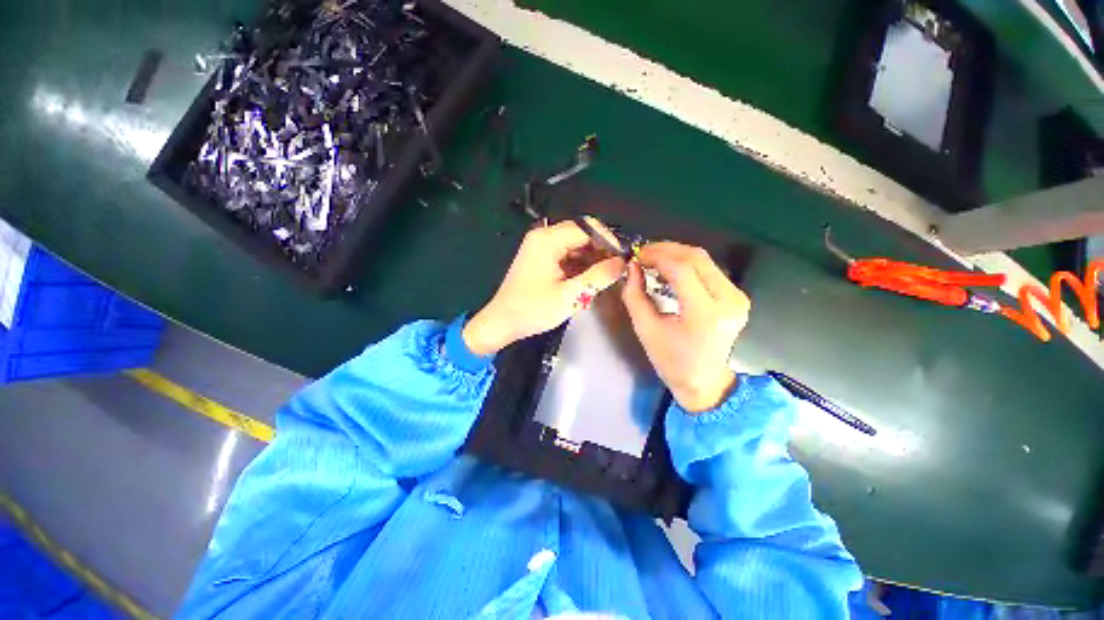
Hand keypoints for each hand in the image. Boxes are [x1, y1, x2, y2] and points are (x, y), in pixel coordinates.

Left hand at [463, 219, 626, 355]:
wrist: (502, 322)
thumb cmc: (533, 310)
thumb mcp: (570, 296)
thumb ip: (599, 277)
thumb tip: (622, 263)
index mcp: (548, 239)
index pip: (588, 228)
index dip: (609, 241)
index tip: (624, 258)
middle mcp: (543, 236)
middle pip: (582, 234)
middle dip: (601, 251)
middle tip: (616, 270)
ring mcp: (540, 247)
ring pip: (576, 245)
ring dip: (592, 259)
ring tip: (605, 277)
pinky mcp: (540, 258)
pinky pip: (566, 255)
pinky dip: (580, 265)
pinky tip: (589, 279)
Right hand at [622, 242, 749, 412]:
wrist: (704, 381)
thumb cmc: (671, 361)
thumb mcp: (645, 329)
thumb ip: (635, 295)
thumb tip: (632, 267)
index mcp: (705, 314)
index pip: (682, 269)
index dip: (657, 256)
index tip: (636, 256)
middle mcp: (728, 301)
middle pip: (697, 258)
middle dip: (666, 250)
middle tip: (643, 253)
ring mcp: (737, 297)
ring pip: (704, 260)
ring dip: (676, 255)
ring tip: (652, 260)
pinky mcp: (737, 296)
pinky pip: (709, 270)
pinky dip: (686, 264)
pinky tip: (669, 269)